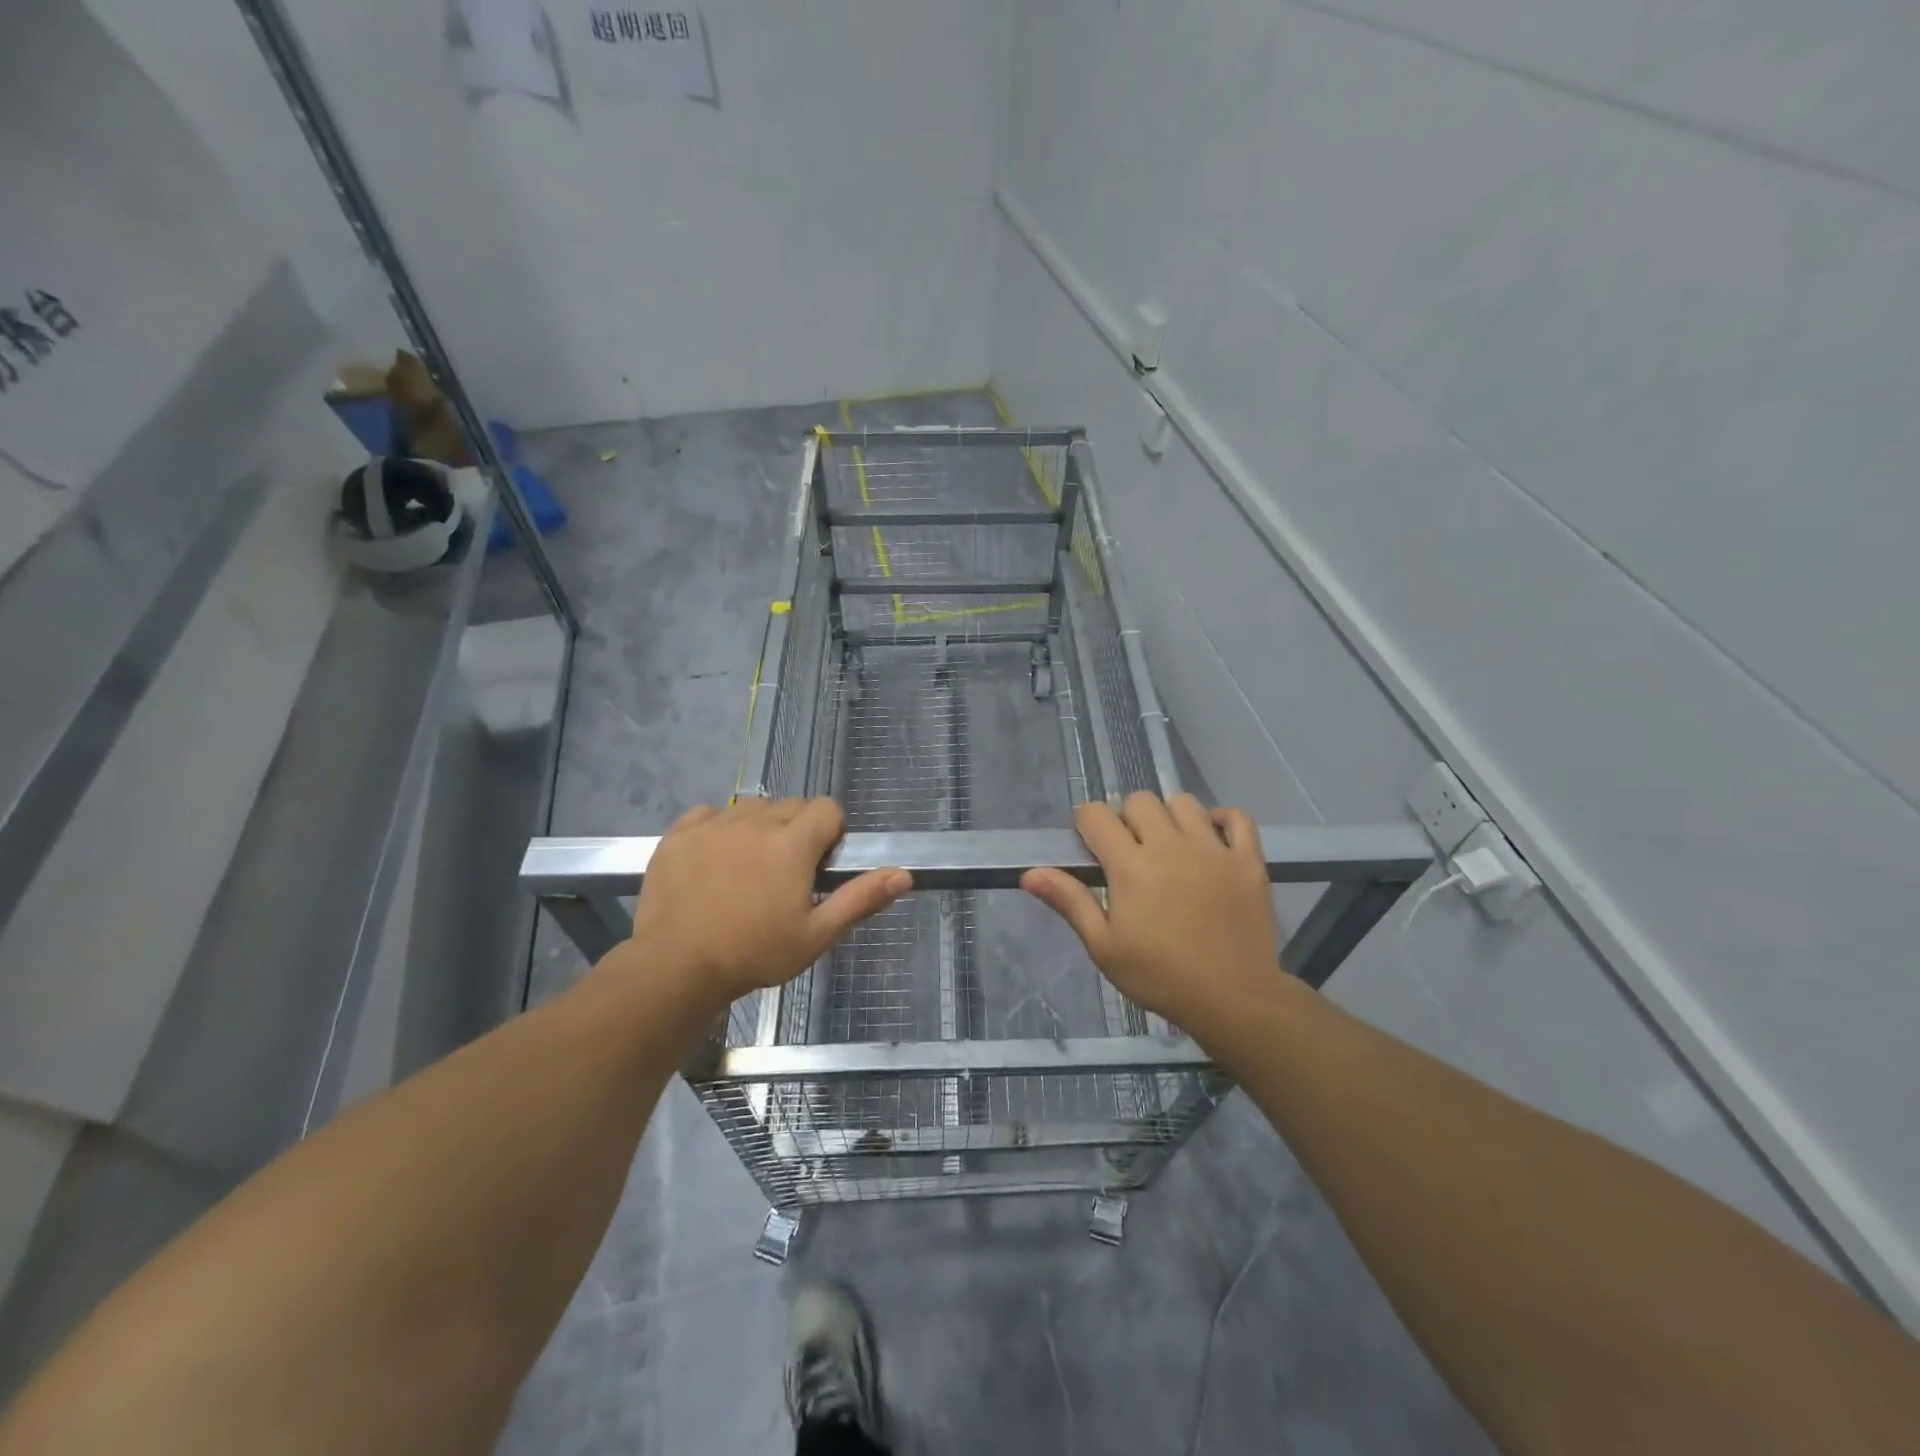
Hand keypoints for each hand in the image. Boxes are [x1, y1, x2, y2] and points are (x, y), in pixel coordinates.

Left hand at [623, 797, 909, 1020]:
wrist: (675, 968)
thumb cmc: (755, 954)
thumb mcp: (816, 935)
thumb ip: (860, 898)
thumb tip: (904, 874)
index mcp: (792, 843)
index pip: (827, 808)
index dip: (831, 832)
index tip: (819, 866)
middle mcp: (756, 822)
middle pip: (791, 805)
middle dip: (797, 831)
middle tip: (785, 875)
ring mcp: (714, 825)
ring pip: (752, 807)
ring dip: (760, 827)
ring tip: (749, 869)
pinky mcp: (679, 834)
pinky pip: (710, 813)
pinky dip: (719, 828)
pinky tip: (714, 860)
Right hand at [1021, 792, 1282, 1034]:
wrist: (1233, 998)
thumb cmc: (1160, 976)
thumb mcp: (1104, 947)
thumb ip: (1070, 902)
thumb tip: (1029, 873)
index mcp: (1130, 865)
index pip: (1096, 815)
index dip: (1086, 824)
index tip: (1091, 847)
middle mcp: (1170, 845)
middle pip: (1139, 801)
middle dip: (1126, 818)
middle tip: (1130, 852)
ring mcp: (1213, 849)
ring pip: (1183, 802)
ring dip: (1169, 816)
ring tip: (1170, 846)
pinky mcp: (1247, 860)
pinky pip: (1237, 818)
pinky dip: (1223, 820)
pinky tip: (1212, 839)